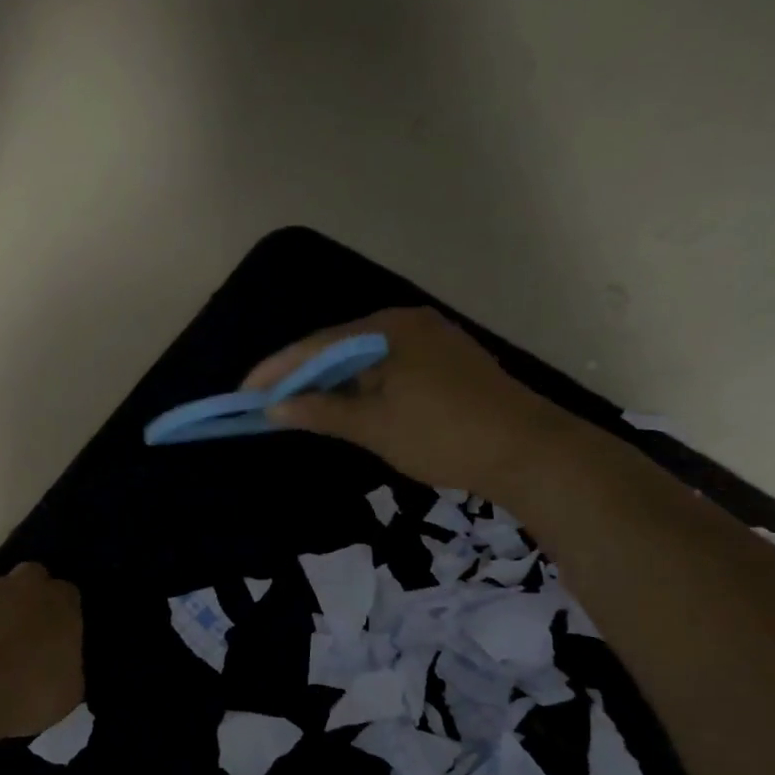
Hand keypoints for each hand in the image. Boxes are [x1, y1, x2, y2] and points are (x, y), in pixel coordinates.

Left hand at [0, 563, 83, 744]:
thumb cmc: (24, 695)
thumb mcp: (67, 692)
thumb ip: (68, 665)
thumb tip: (60, 664)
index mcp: (58, 604)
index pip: (68, 595)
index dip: (63, 615)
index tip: (59, 639)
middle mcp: (20, 588)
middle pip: (31, 578)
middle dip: (30, 599)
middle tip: (28, 636)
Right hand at [244, 307, 567, 495]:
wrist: (530, 451)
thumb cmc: (444, 435)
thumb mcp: (375, 426)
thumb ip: (322, 412)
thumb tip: (275, 407)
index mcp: (388, 329)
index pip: (317, 346)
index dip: (277, 370)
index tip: (244, 392)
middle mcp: (408, 323)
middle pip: (340, 347)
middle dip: (302, 375)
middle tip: (268, 401)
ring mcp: (432, 341)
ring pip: (365, 359)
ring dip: (332, 383)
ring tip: (300, 408)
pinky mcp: (448, 362)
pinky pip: (389, 368)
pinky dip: (362, 387)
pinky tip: (349, 407)